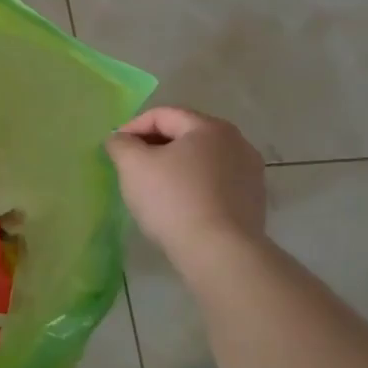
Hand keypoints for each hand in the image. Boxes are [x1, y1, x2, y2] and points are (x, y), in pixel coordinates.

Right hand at [106, 106, 267, 268]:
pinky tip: (178, 207)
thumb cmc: (173, 200)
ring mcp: (250, 173)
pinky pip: (214, 184)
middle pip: (184, 135)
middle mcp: (237, 143)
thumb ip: (121, 144)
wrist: (220, 253)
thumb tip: (120, 139)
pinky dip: (193, 187)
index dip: (132, 127)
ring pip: (200, 160)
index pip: (162, 115)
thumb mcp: (133, 165)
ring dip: (174, 167)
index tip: (115, 149)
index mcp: (209, 127)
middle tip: (130, 167)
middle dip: (154, 147)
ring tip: (153, 188)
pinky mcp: (253, 201)